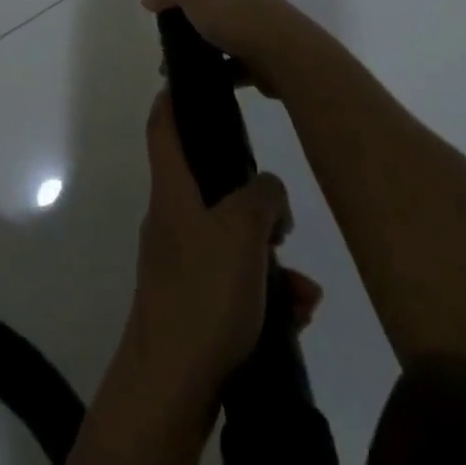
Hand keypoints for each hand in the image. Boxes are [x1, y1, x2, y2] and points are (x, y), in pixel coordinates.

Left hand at [128, 90, 321, 400]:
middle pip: (208, 184)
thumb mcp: (242, 231)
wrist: (171, 386)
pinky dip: (266, 294)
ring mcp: (181, 263)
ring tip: (303, 287)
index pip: (162, 123)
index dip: (173, 95)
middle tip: (282, 218)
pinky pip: (236, 283)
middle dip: (252, 199)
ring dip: (270, 259)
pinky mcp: (195, 305)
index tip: (193, 79)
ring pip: (231, 240)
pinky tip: (298, 314)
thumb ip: (262, 195)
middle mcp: (172, 218)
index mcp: (172, 188)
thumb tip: (267, 190)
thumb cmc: (202, 293)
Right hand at [141, 0, 315, 96]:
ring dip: (198, 40)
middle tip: (164, 18)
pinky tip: (197, 79)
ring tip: (172, 59)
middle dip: (187, 2)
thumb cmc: (231, 10)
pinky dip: (216, 70)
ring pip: (219, 26)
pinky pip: (231, 61)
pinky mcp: (257, 52)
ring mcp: (251, 20)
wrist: (280, 51)